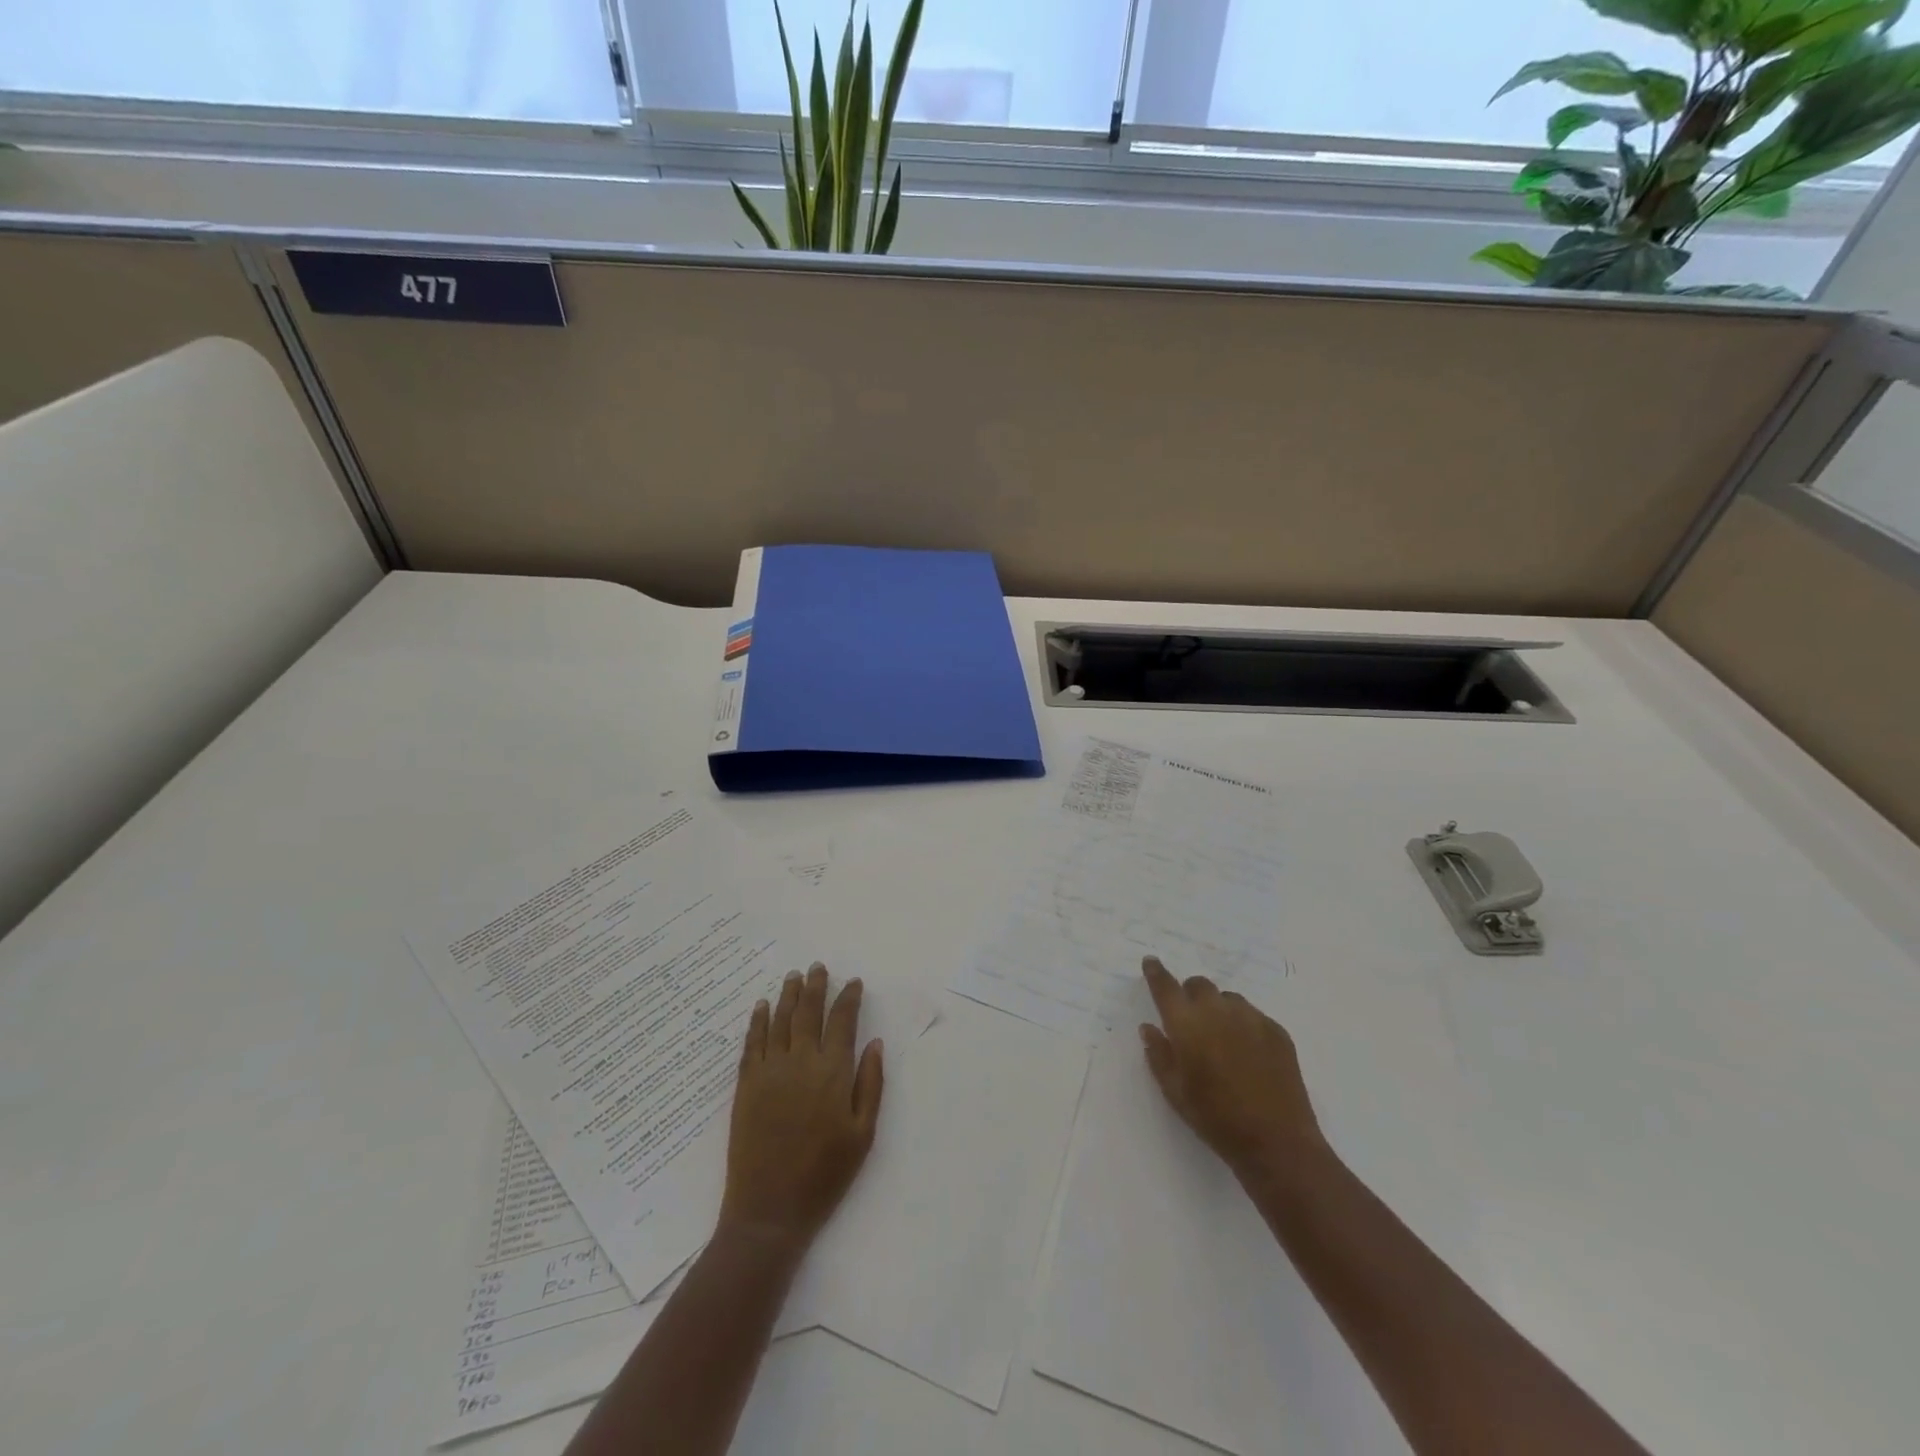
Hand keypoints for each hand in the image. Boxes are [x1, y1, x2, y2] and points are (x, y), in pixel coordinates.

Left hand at [718, 963, 883, 1254]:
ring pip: (780, 1020)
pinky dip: (758, 1020)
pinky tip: (761, 1006)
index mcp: (833, 1072)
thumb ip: (871, 1084)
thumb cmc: (825, 1175)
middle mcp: (801, 1061)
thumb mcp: (863, 1134)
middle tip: (817, 967)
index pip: (843, 1022)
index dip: (848, 998)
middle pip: (808, 1012)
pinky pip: (752, 1042)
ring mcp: (770, 1071)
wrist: (770, 1209)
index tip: (853, 982)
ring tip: (793, 976)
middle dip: (815, 987)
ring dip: (788, 995)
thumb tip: (874, 1042)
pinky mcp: (746, 1084)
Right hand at [1139, 955, 1324, 1181]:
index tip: (1151, 962)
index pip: (1166, 987)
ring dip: (1218, 1009)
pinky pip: (1253, 1015)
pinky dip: (1243, 1025)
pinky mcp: (1277, 1030)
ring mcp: (1251, 1018)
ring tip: (1222, 1039)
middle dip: (1190, 995)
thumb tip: (1149, 1028)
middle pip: (1199, 985)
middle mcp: (1217, 1011)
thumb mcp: (1175, 1092)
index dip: (1156, 972)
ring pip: (1228, 999)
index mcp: (1187, 1023)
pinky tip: (1248, 1054)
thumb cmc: (1216, 1119)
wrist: (1276, 1141)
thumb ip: (1158, 1054)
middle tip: (1190, 1020)